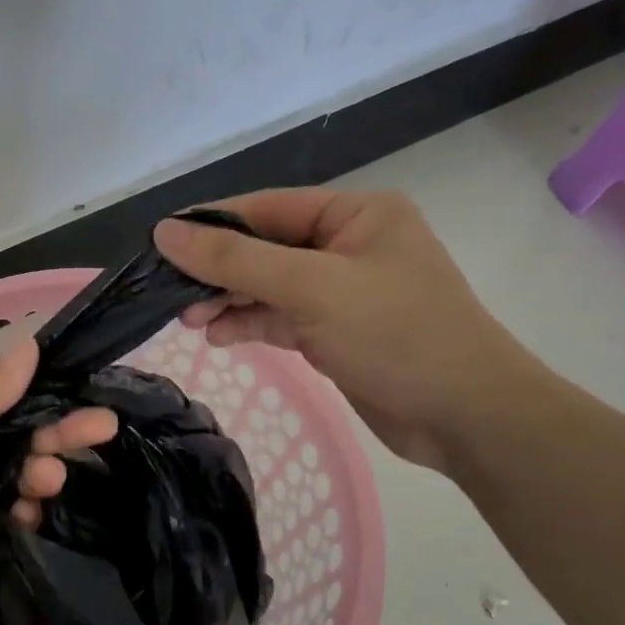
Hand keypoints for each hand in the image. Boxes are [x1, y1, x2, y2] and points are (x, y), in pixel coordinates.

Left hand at [0, 339, 118, 624]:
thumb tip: (32, 346)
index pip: (3, 396)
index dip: (43, 392)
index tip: (87, 389)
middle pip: (18, 436)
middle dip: (58, 432)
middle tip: (101, 428)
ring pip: (19, 477)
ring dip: (42, 473)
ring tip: (50, 477)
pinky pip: (10, 520)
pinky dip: (28, 515)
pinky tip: (36, 512)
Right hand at [154, 189, 545, 469]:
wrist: (465, 416)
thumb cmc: (396, 335)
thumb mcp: (311, 288)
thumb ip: (236, 260)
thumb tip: (166, 233)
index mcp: (356, 214)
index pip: (267, 208)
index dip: (212, 225)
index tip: (159, 244)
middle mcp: (347, 245)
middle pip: (264, 247)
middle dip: (218, 271)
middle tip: (172, 296)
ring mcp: (341, 290)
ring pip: (268, 286)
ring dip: (228, 301)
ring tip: (191, 322)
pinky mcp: (335, 331)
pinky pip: (280, 317)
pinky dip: (249, 324)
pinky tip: (219, 336)